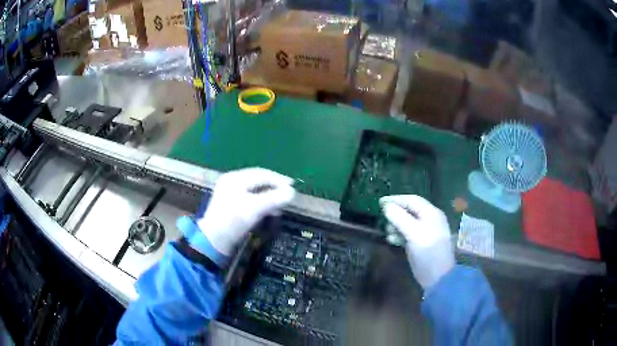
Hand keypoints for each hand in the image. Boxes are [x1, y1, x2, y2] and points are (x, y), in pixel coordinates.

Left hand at [197, 168, 295, 255]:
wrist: (214, 240)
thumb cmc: (233, 221)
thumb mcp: (255, 208)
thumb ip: (274, 199)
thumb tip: (292, 192)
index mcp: (236, 178)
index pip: (263, 174)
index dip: (279, 180)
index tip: (293, 187)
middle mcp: (232, 181)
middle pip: (259, 181)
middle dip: (275, 188)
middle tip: (288, 196)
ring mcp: (230, 192)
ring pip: (256, 190)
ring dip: (269, 196)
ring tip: (280, 206)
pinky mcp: (231, 204)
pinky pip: (251, 198)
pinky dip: (262, 203)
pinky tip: (269, 211)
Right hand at [380, 195, 454, 290]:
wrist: (437, 277)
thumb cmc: (427, 252)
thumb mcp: (413, 233)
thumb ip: (400, 218)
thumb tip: (386, 206)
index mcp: (431, 213)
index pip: (412, 200)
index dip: (396, 199)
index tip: (380, 202)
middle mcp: (429, 219)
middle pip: (409, 210)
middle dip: (395, 213)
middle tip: (382, 218)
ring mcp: (425, 232)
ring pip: (407, 222)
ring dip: (396, 225)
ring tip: (387, 231)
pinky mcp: (420, 243)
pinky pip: (407, 233)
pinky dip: (399, 234)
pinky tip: (391, 239)